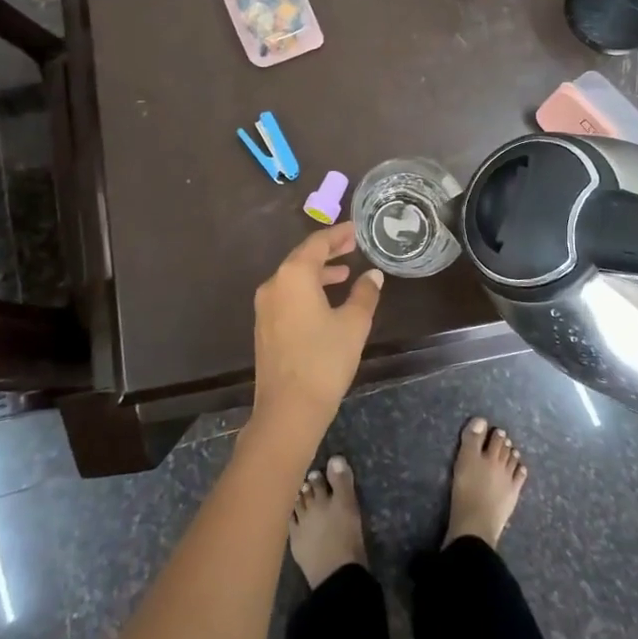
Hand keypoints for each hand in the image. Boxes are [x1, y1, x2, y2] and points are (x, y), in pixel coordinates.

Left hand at [249, 224, 383, 442]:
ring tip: (344, 273)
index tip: (355, 230)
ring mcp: (265, 306)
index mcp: (294, 275)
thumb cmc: (324, 360)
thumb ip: (364, 294)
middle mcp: (274, 284)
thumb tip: (372, 275)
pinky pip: (287, 295)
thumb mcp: (353, 324)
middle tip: (352, 246)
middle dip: (328, 251)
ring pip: (293, 277)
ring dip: (318, 272)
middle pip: (302, 258)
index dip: (338, 235)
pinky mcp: (264, 326)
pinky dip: (307, 289)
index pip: (317, 244)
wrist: (288, 409)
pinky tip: (324, 300)